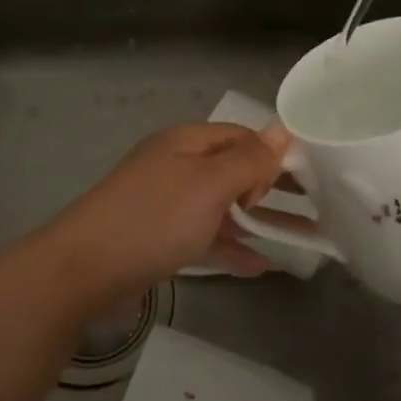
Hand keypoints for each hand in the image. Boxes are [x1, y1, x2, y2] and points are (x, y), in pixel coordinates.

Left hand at [43, 122, 288, 301]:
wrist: (83, 271)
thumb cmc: (154, 218)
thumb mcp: (208, 184)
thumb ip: (248, 159)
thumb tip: (282, 129)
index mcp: (187, 143)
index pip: (241, 136)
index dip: (272, 154)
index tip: (303, 181)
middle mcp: (178, 168)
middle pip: (235, 171)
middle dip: (273, 188)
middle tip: (317, 207)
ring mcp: (167, 206)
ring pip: (224, 208)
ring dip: (261, 221)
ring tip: (307, 238)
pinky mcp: (161, 241)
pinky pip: (207, 238)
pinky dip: (233, 248)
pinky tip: (262, 265)